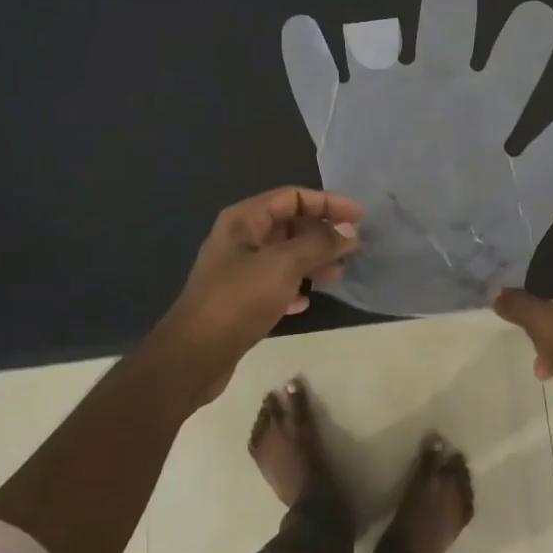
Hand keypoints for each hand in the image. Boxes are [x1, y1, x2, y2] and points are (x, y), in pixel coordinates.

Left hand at [157, 187, 362, 392]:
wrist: (194, 355)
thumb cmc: (238, 300)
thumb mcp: (283, 265)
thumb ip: (319, 244)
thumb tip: (348, 232)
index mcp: (244, 219)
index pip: (292, 196)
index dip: (328, 202)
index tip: (359, 217)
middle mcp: (240, 238)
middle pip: (289, 224)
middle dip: (322, 233)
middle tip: (353, 249)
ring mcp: (238, 270)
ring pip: (284, 255)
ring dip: (312, 261)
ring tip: (337, 276)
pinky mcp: (239, 299)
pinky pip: (274, 283)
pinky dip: (294, 286)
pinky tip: (307, 301)